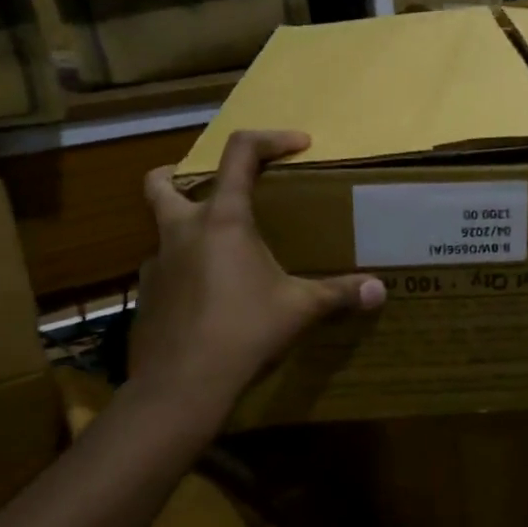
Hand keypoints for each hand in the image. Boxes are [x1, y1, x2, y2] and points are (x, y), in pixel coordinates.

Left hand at [130, 130, 385, 407]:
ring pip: (162, 230)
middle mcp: (181, 232)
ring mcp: (157, 265)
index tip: (298, 145)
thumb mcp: (300, 309)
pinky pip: (165, 270)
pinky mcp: (147, 297)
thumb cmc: (244, 332)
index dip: (270, 139)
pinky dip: (185, 271)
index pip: (240, 153)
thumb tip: (380, 291)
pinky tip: (209, 298)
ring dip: (187, 229)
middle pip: (161, 182)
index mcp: (222, 220)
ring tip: (222, 253)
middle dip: (180, 173)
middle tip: (216, 189)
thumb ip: (339, 293)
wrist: (181, 387)